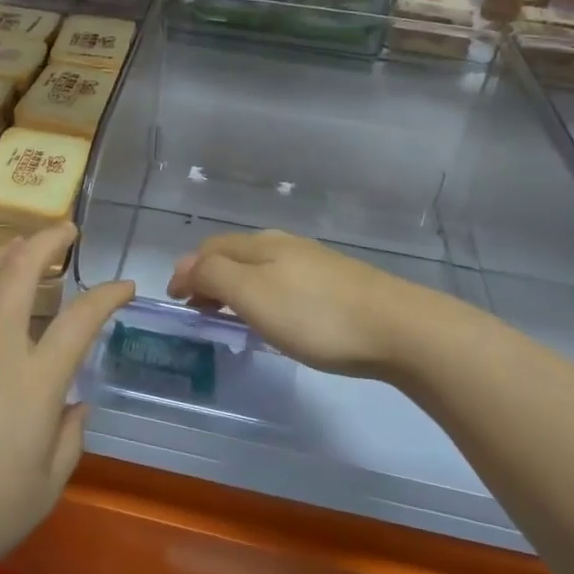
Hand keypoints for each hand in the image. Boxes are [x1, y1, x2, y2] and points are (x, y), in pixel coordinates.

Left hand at [0, 224, 134, 573]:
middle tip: (63, 229)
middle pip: (22, 276)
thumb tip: (76, 404)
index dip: (108, 295)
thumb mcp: (44, 490)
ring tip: (13, 244)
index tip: (123, 286)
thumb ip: (68, 440)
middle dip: (46, 242)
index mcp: (36, 382)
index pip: (81, 321)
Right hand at [166, 230, 431, 379]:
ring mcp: (313, 263)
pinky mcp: (336, 284)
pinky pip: (282, 282)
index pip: (210, 248)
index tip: (175, 301)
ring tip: (229, 316)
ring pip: (259, 268)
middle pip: (234, 254)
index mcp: (259, 245)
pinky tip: (273, 317)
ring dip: (235, 286)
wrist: (398, 328)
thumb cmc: (314, 314)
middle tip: (197, 309)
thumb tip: (186, 267)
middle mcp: (283, 245)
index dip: (187, 271)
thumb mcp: (253, 294)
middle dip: (209, 276)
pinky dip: (261, 295)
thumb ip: (214, 276)